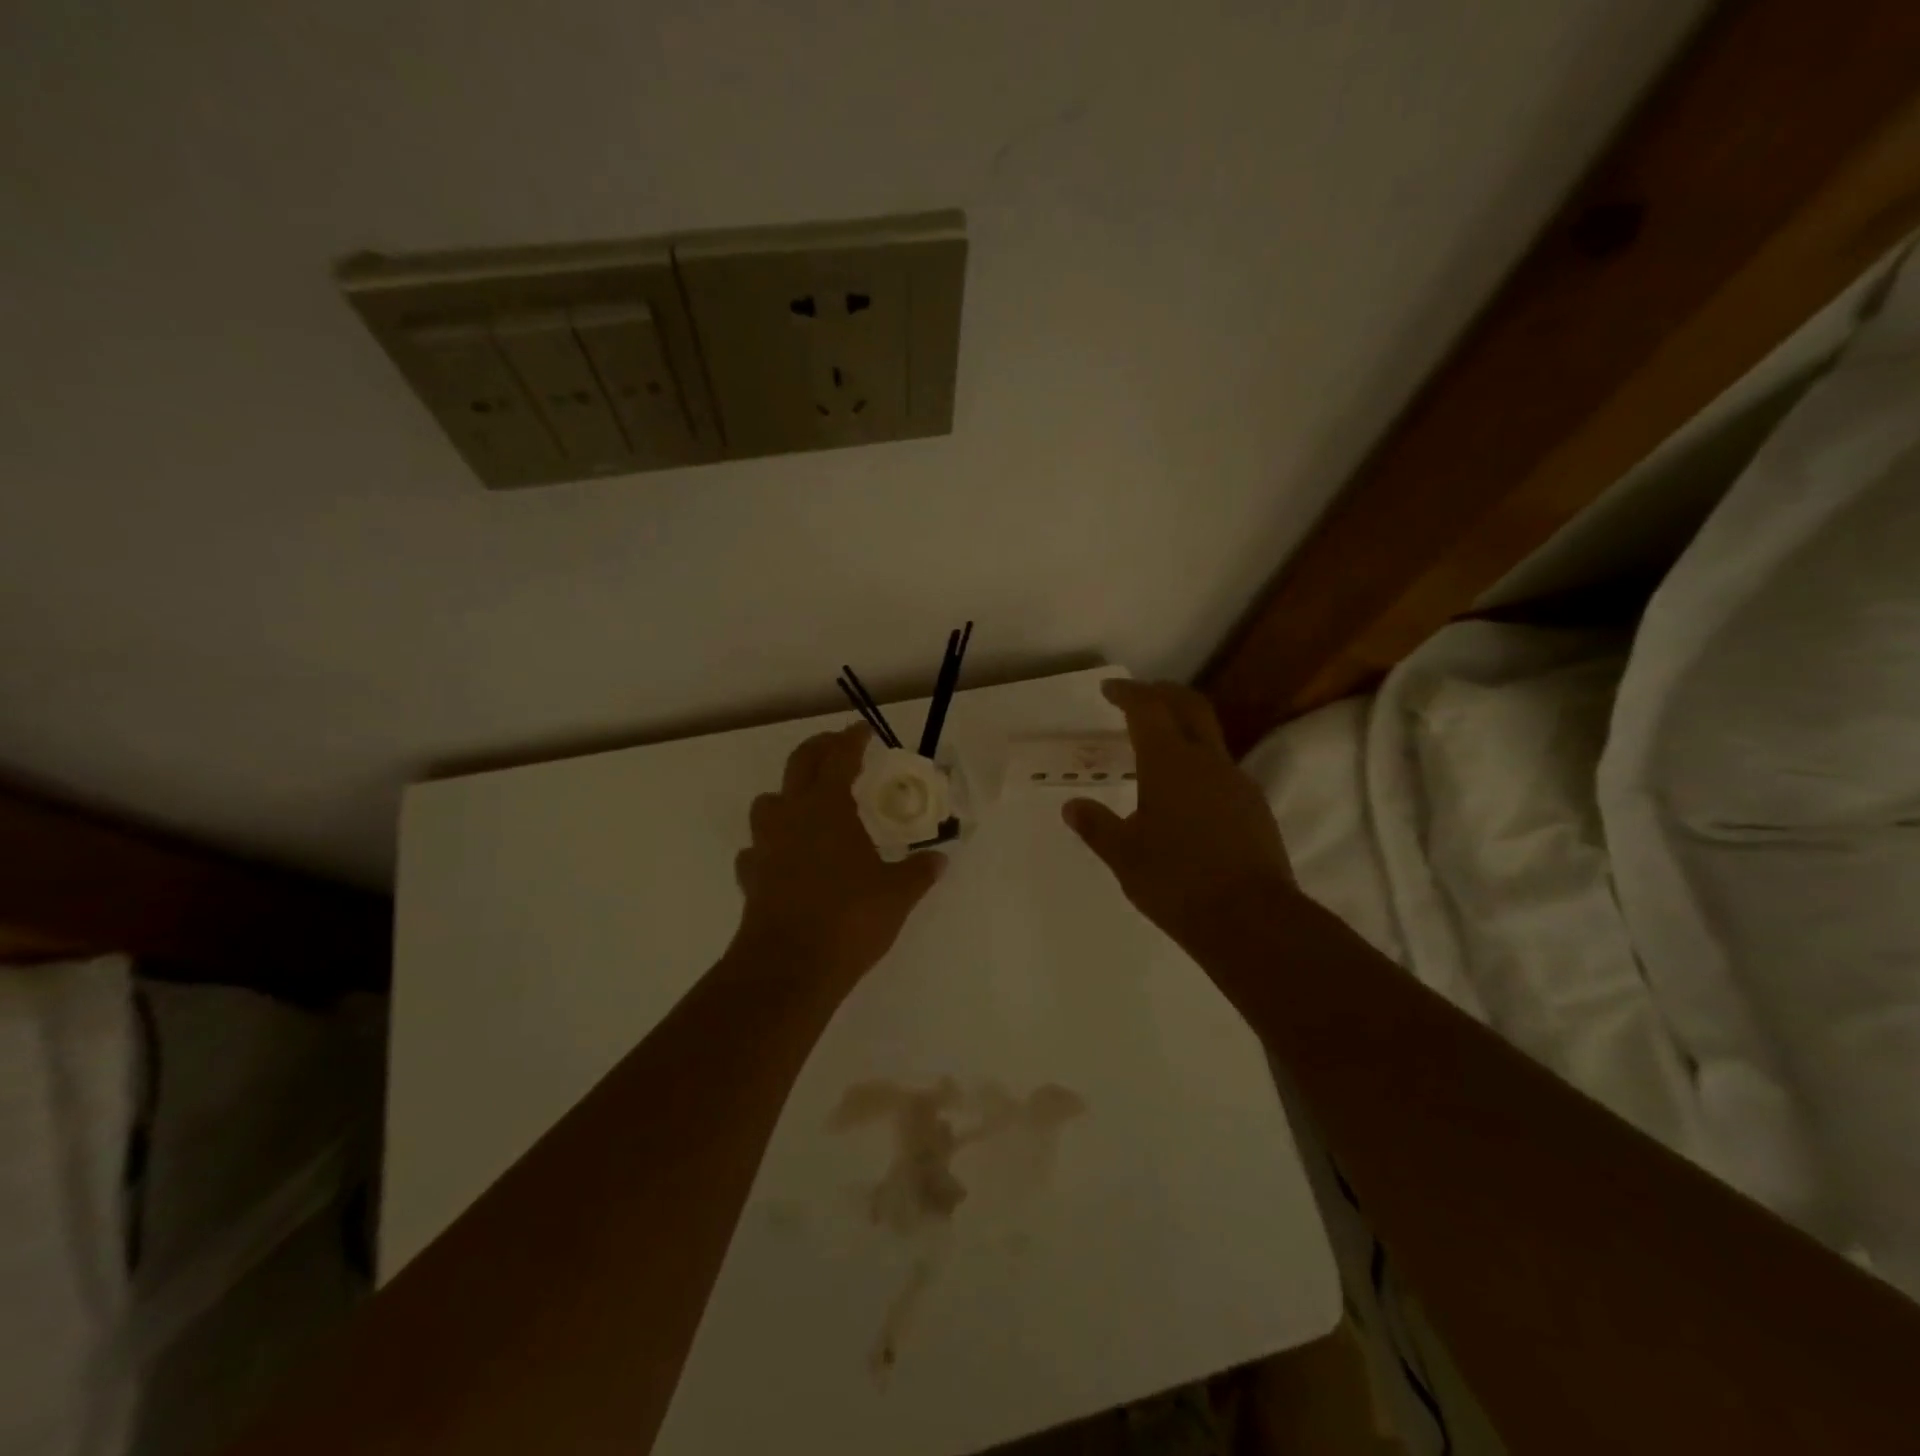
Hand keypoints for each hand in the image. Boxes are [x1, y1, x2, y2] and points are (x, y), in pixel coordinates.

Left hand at [732, 723, 945, 988]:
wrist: (790, 966)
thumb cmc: (849, 919)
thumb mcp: (897, 894)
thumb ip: (920, 871)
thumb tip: (940, 858)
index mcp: (827, 807)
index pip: (839, 757)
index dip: (852, 739)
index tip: (864, 730)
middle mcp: (791, 816)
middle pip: (799, 764)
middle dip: (819, 749)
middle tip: (838, 748)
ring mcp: (765, 845)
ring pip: (768, 803)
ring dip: (787, 795)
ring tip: (809, 807)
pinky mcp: (751, 877)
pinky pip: (757, 849)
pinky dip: (771, 846)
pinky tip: (786, 859)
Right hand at [1063, 679, 1293, 956]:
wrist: (1252, 920)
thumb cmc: (1177, 881)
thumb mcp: (1124, 856)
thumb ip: (1096, 826)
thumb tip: (1072, 806)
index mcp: (1170, 763)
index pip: (1148, 709)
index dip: (1128, 693)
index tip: (1110, 689)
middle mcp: (1208, 762)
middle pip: (1189, 707)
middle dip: (1162, 693)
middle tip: (1139, 694)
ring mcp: (1237, 783)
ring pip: (1209, 738)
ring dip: (1183, 728)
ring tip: (1158, 746)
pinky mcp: (1255, 808)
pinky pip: (1221, 770)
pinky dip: (1199, 762)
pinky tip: (1185, 792)